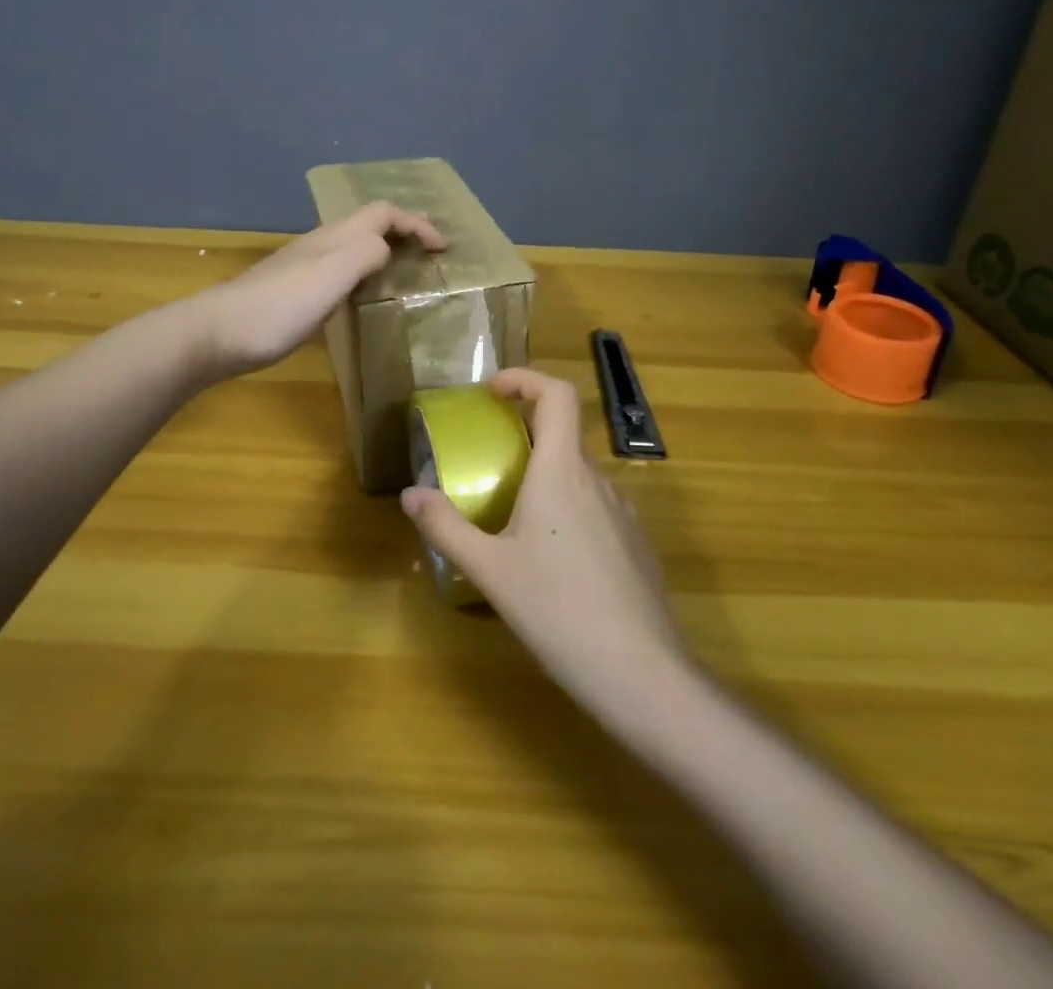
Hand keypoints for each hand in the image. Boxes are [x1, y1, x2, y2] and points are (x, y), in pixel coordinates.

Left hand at [194, 202, 445, 375]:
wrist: (220, 333)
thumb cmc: (280, 306)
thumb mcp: (332, 276)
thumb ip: (365, 254)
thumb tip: (386, 250)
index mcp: (334, 237)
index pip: (383, 213)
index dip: (416, 224)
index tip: (443, 248)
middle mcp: (321, 244)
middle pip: (369, 223)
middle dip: (404, 228)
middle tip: (431, 246)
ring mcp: (306, 267)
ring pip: (356, 244)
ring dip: (386, 248)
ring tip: (407, 266)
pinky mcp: (297, 291)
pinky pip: (344, 268)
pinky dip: (367, 271)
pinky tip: (365, 292)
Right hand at [401, 368, 688, 718]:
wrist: (641, 673)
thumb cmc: (558, 610)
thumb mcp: (490, 570)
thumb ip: (446, 527)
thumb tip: (410, 493)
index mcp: (561, 471)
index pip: (556, 394)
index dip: (525, 379)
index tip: (492, 393)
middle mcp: (597, 479)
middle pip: (564, 433)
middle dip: (524, 434)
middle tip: (489, 461)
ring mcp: (623, 511)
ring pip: (579, 474)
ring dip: (545, 476)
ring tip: (514, 517)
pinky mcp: (636, 543)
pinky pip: (596, 506)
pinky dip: (568, 508)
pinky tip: (552, 560)